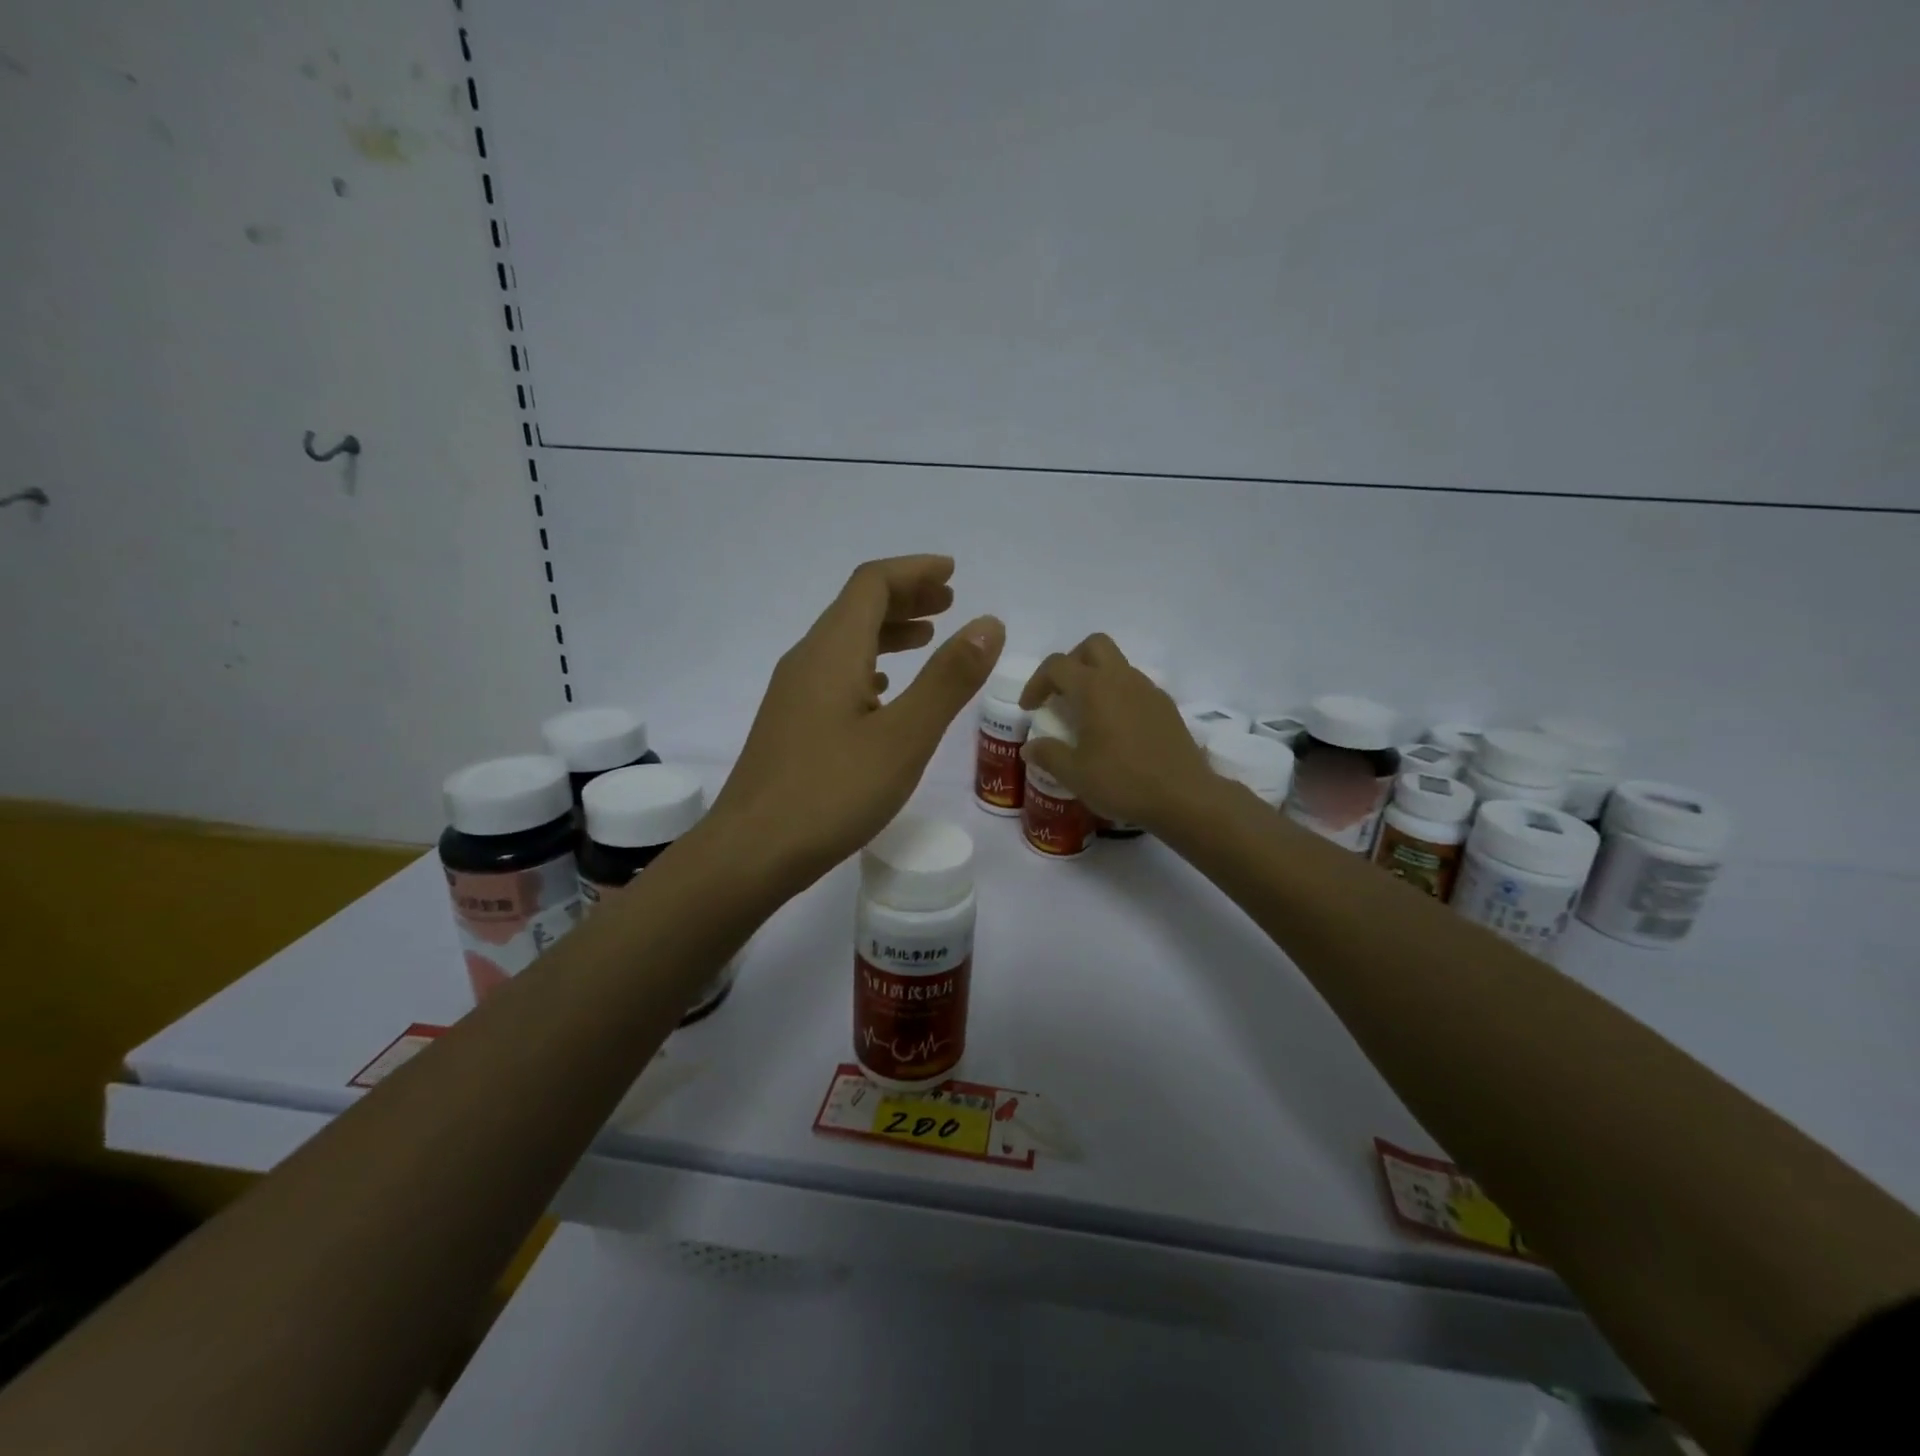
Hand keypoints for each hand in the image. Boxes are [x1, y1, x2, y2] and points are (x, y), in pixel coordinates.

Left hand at [711, 555, 1003, 889]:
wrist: (751, 853)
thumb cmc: (831, 793)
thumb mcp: (904, 736)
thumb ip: (949, 679)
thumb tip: (988, 624)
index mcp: (832, 651)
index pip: (872, 584)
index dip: (915, 571)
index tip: (953, 574)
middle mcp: (807, 660)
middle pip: (857, 607)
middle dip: (906, 597)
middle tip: (950, 603)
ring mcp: (793, 694)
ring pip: (845, 642)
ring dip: (889, 631)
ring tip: (928, 638)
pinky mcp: (791, 725)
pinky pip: (835, 675)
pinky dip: (869, 666)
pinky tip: (884, 690)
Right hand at [1018, 634, 1214, 830]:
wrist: (1184, 797)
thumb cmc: (1123, 781)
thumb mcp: (1075, 774)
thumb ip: (1048, 755)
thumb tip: (1030, 748)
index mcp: (1094, 689)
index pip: (1057, 665)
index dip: (1037, 682)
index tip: (1029, 708)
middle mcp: (1122, 679)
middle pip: (1093, 646)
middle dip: (1071, 662)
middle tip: (1060, 693)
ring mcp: (1148, 690)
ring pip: (1117, 664)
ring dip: (1096, 678)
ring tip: (1086, 714)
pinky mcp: (1166, 706)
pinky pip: (1135, 686)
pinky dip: (1118, 695)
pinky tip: (1116, 729)